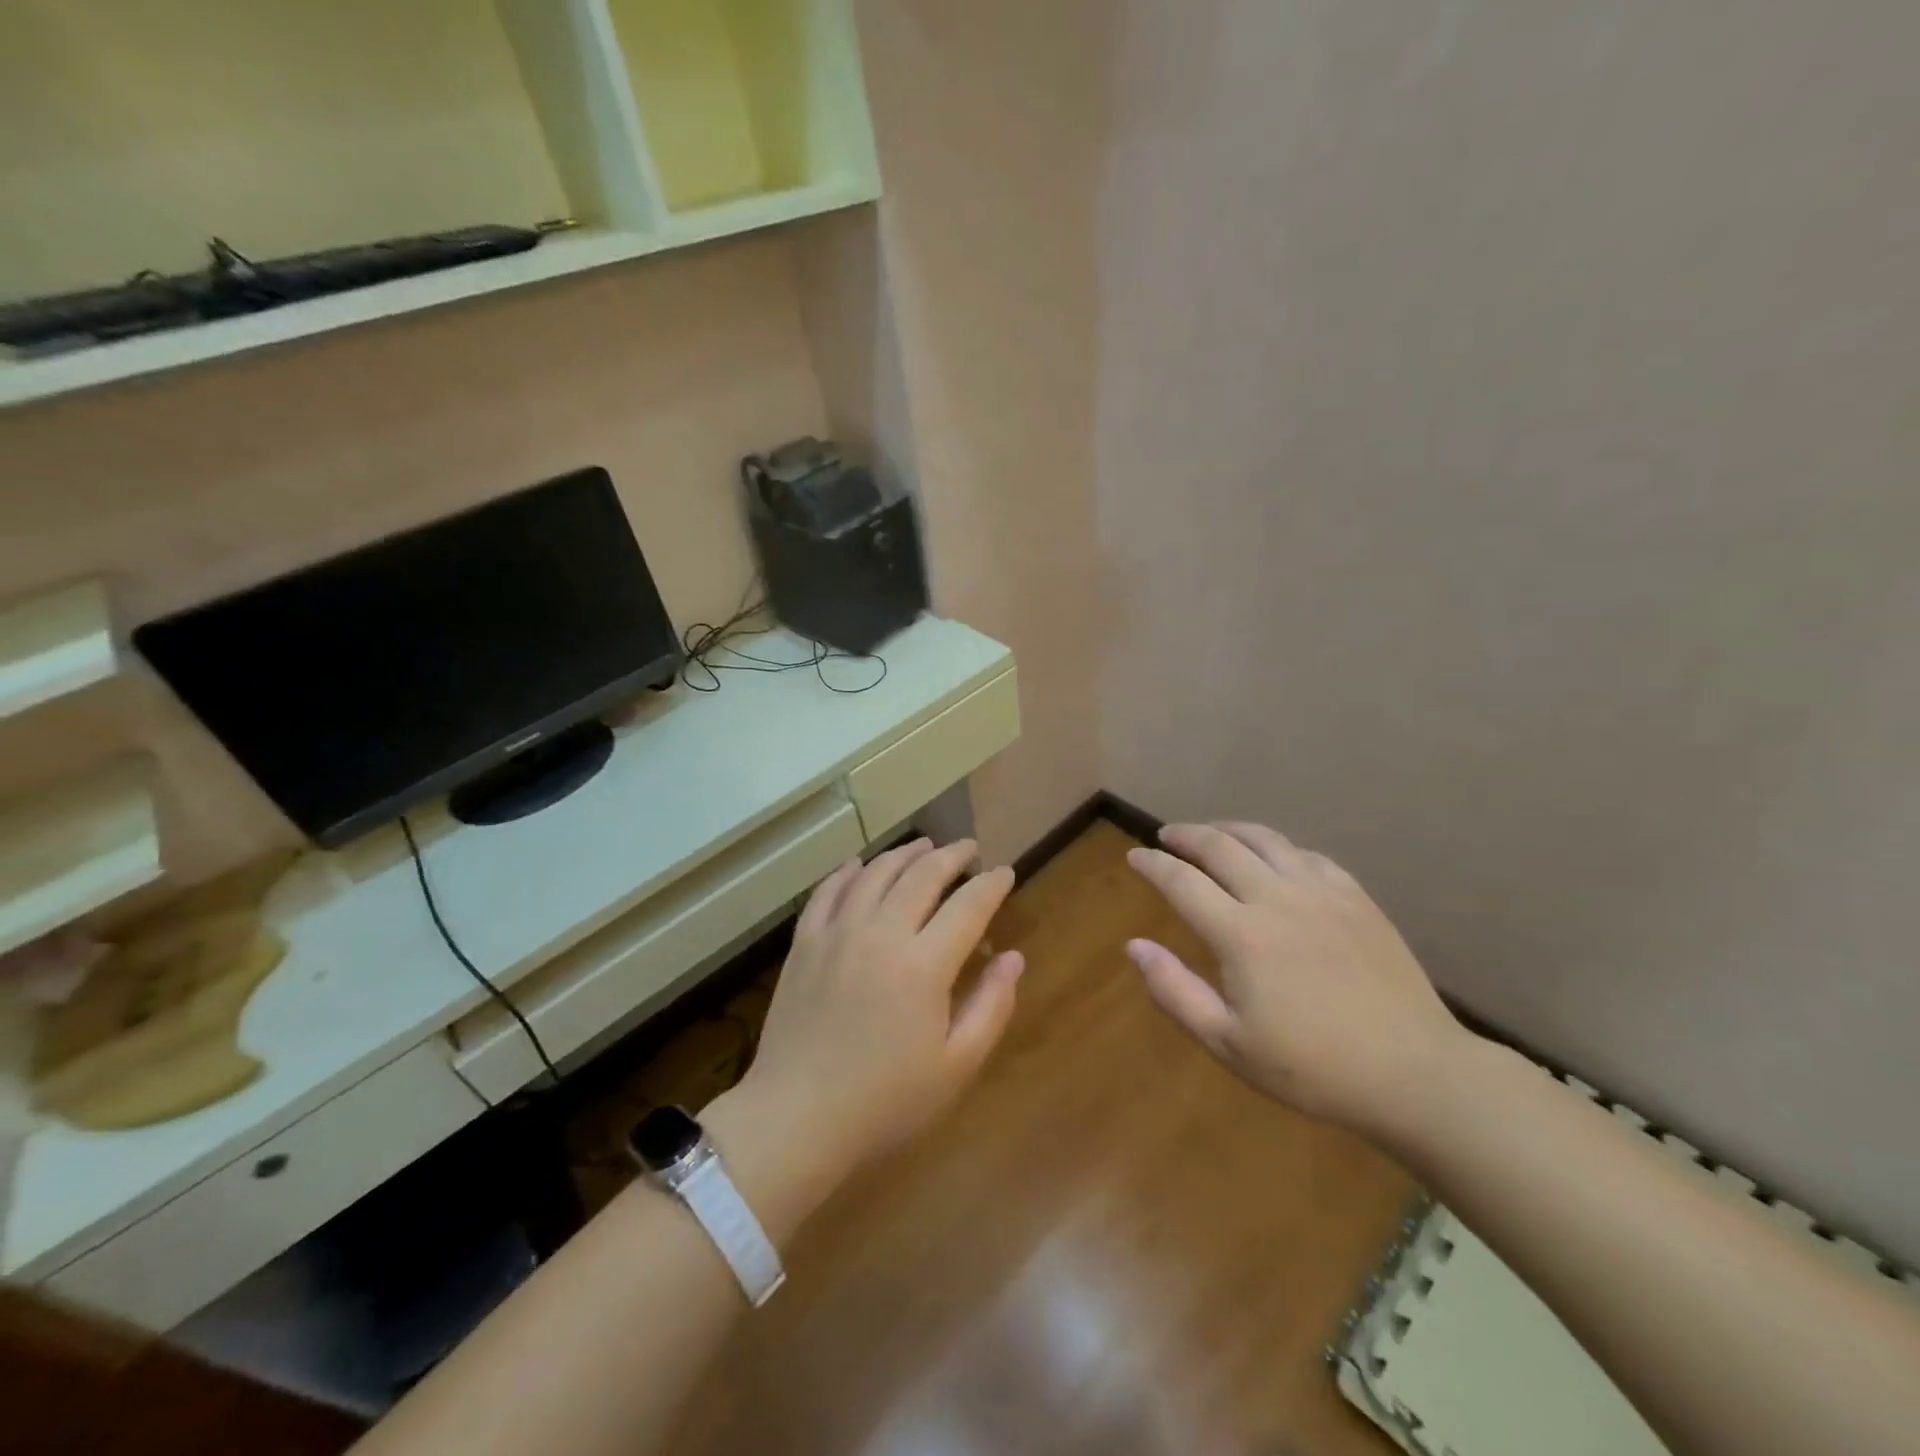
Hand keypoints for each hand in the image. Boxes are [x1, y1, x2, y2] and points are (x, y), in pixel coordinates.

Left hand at [735, 838, 1024, 1184]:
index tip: (1005, 873)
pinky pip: (828, 891)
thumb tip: (1014, 957)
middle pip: (922, 875)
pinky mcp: (805, 943)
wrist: (796, 1118)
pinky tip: (859, 865)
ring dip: (905, 854)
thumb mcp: (956, 1066)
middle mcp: (881, 933)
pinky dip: (848, 871)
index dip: (991, 884)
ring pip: (876, 873)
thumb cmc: (885, 1102)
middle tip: (969, 849)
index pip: (968, 905)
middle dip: (952, 856)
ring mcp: (837, 933)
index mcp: (923, 965)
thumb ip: (991, 1006)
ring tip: (925, 846)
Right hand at [1125, 822, 1471, 1138]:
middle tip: (1166, 835)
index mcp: (1241, 934)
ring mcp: (1322, 893)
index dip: (1153, 864)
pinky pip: (1307, 854)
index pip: (1182, 881)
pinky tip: (1274, 857)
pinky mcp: (1356, 898)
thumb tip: (1134, 946)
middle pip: (1220, 846)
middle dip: (1185, 835)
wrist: (1415, 1074)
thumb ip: (1175, 991)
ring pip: (1265, 839)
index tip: (1134, 856)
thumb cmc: (1313, 1068)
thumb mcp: (1228, 1043)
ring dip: (1229, 829)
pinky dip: (1278, 847)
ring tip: (1211, 832)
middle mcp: (1277, 898)